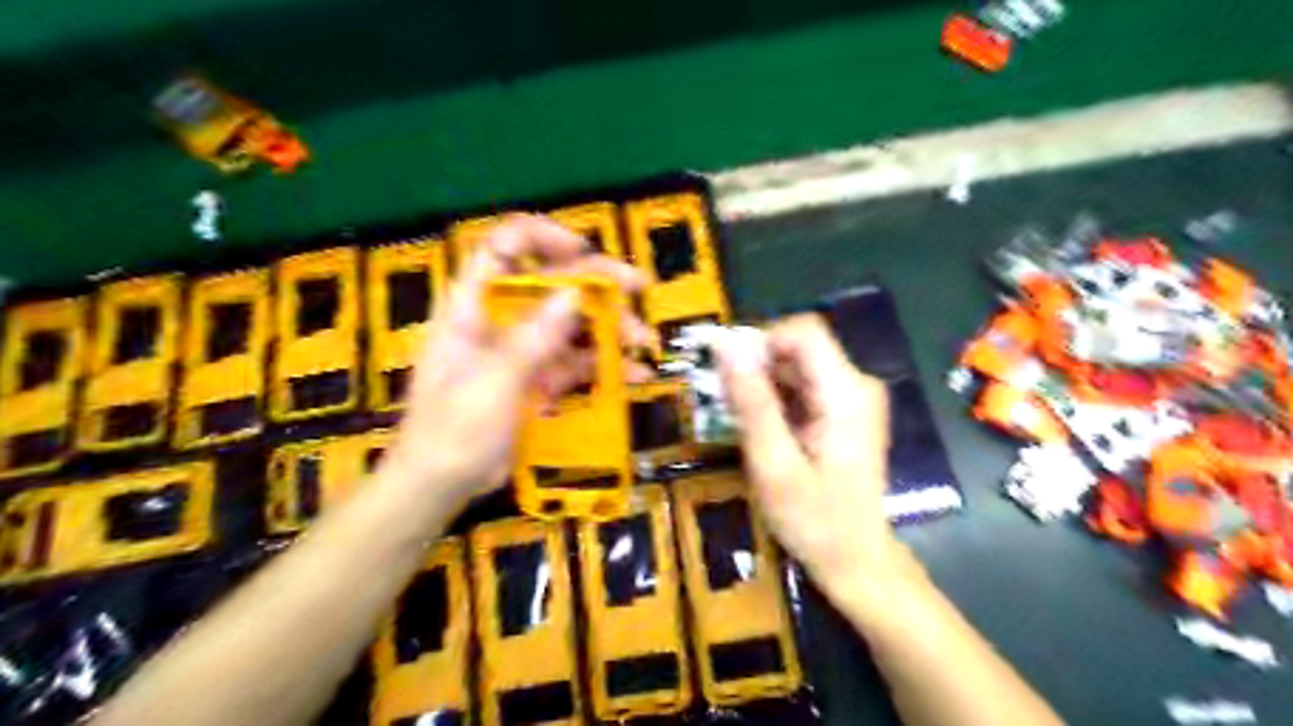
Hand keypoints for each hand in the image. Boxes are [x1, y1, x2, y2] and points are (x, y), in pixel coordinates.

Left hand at [381, 215, 652, 516]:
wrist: (440, 485)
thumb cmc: (452, 430)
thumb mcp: (493, 382)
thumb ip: (533, 338)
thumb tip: (575, 293)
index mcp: (474, 305)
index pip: (504, 247)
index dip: (542, 238)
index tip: (583, 251)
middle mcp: (501, 318)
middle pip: (551, 283)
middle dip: (597, 283)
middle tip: (639, 288)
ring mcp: (522, 349)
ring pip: (571, 323)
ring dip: (609, 327)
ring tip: (644, 342)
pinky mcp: (538, 379)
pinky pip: (576, 362)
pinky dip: (604, 366)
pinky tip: (635, 375)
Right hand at [717, 314, 908, 603]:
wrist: (857, 561)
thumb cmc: (815, 520)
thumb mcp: (773, 463)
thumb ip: (751, 401)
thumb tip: (725, 344)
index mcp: (846, 392)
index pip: (802, 331)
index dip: (760, 342)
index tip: (730, 374)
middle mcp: (856, 384)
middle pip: (798, 347)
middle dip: (757, 368)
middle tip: (728, 407)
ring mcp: (853, 398)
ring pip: (796, 366)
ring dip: (762, 385)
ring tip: (742, 424)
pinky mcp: (844, 412)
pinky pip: (803, 386)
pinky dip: (775, 400)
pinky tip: (762, 431)